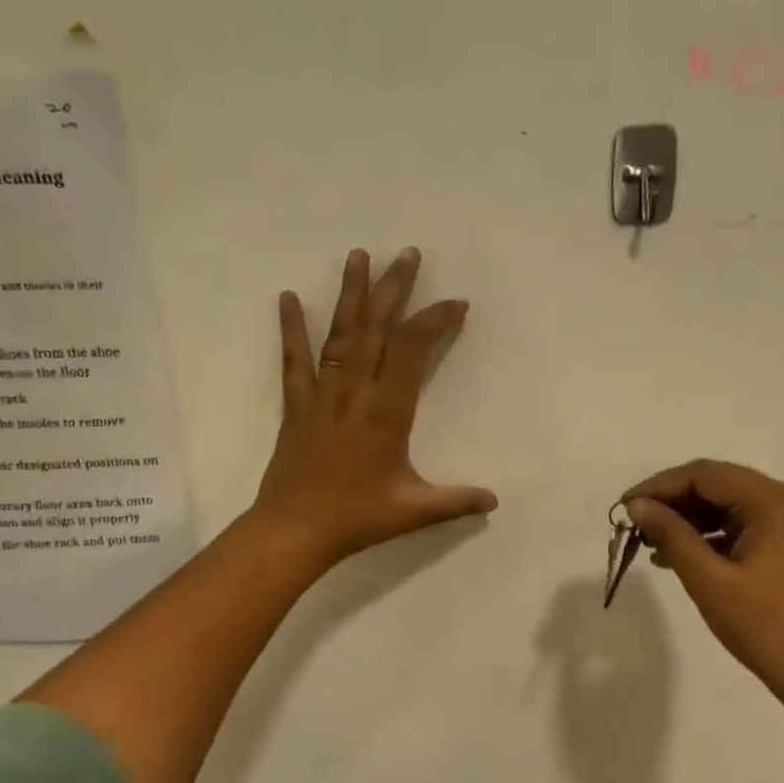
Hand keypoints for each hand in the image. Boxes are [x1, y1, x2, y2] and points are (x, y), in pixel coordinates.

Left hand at [251, 247, 496, 568]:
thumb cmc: (356, 518)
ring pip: (339, 334)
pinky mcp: (297, 405)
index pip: (412, 350)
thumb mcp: (413, 511)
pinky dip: (292, 328)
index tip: (456, 303)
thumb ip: (456, 501)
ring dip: (351, 294)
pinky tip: (290, 297)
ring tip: (359, 255)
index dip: (434, 320)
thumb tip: (494, 501)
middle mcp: (354, 392)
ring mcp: (321, 395)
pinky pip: (294, 360)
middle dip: (394, 288)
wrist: (293, 529)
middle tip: (407, 253)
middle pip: (375, 328)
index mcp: (386, 412)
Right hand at [621, 460, 783, 725]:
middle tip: (636, 524)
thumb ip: (671, 534)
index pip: (705, 474)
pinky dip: (711, 536)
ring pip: (730, 506)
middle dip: (674, 502)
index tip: (626, 507)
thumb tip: (637, 506)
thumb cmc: (764, 625)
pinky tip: (679, 556)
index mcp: (774, 502)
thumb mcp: (709, 580)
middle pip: (719, 485)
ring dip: (690, 520)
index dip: (660, 486)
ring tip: (651, 542)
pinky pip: (744, 527)